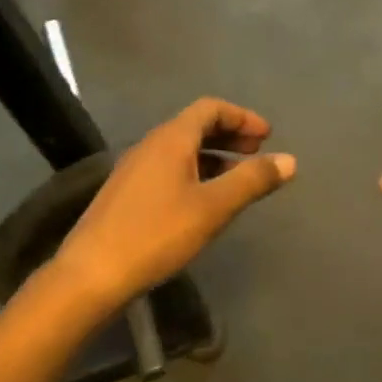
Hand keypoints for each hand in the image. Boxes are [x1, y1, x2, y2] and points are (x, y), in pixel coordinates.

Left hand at [56, 98, 295, 307]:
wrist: (92, 272)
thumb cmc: (157, 233)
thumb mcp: (213, 207)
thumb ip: (252, 181)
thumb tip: (289, 160)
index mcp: (170, 138)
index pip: (210, 108)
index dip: (242, 117)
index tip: (267, 137)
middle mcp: (150, 145)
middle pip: (195, 126)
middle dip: (230, 135)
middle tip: (257, 154)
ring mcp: (134, 169)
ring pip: (181, 150)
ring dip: (213, 157)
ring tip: (238, 180)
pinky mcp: (127, 193)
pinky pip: (169, 169)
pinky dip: (195, 173)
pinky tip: (204, 201)